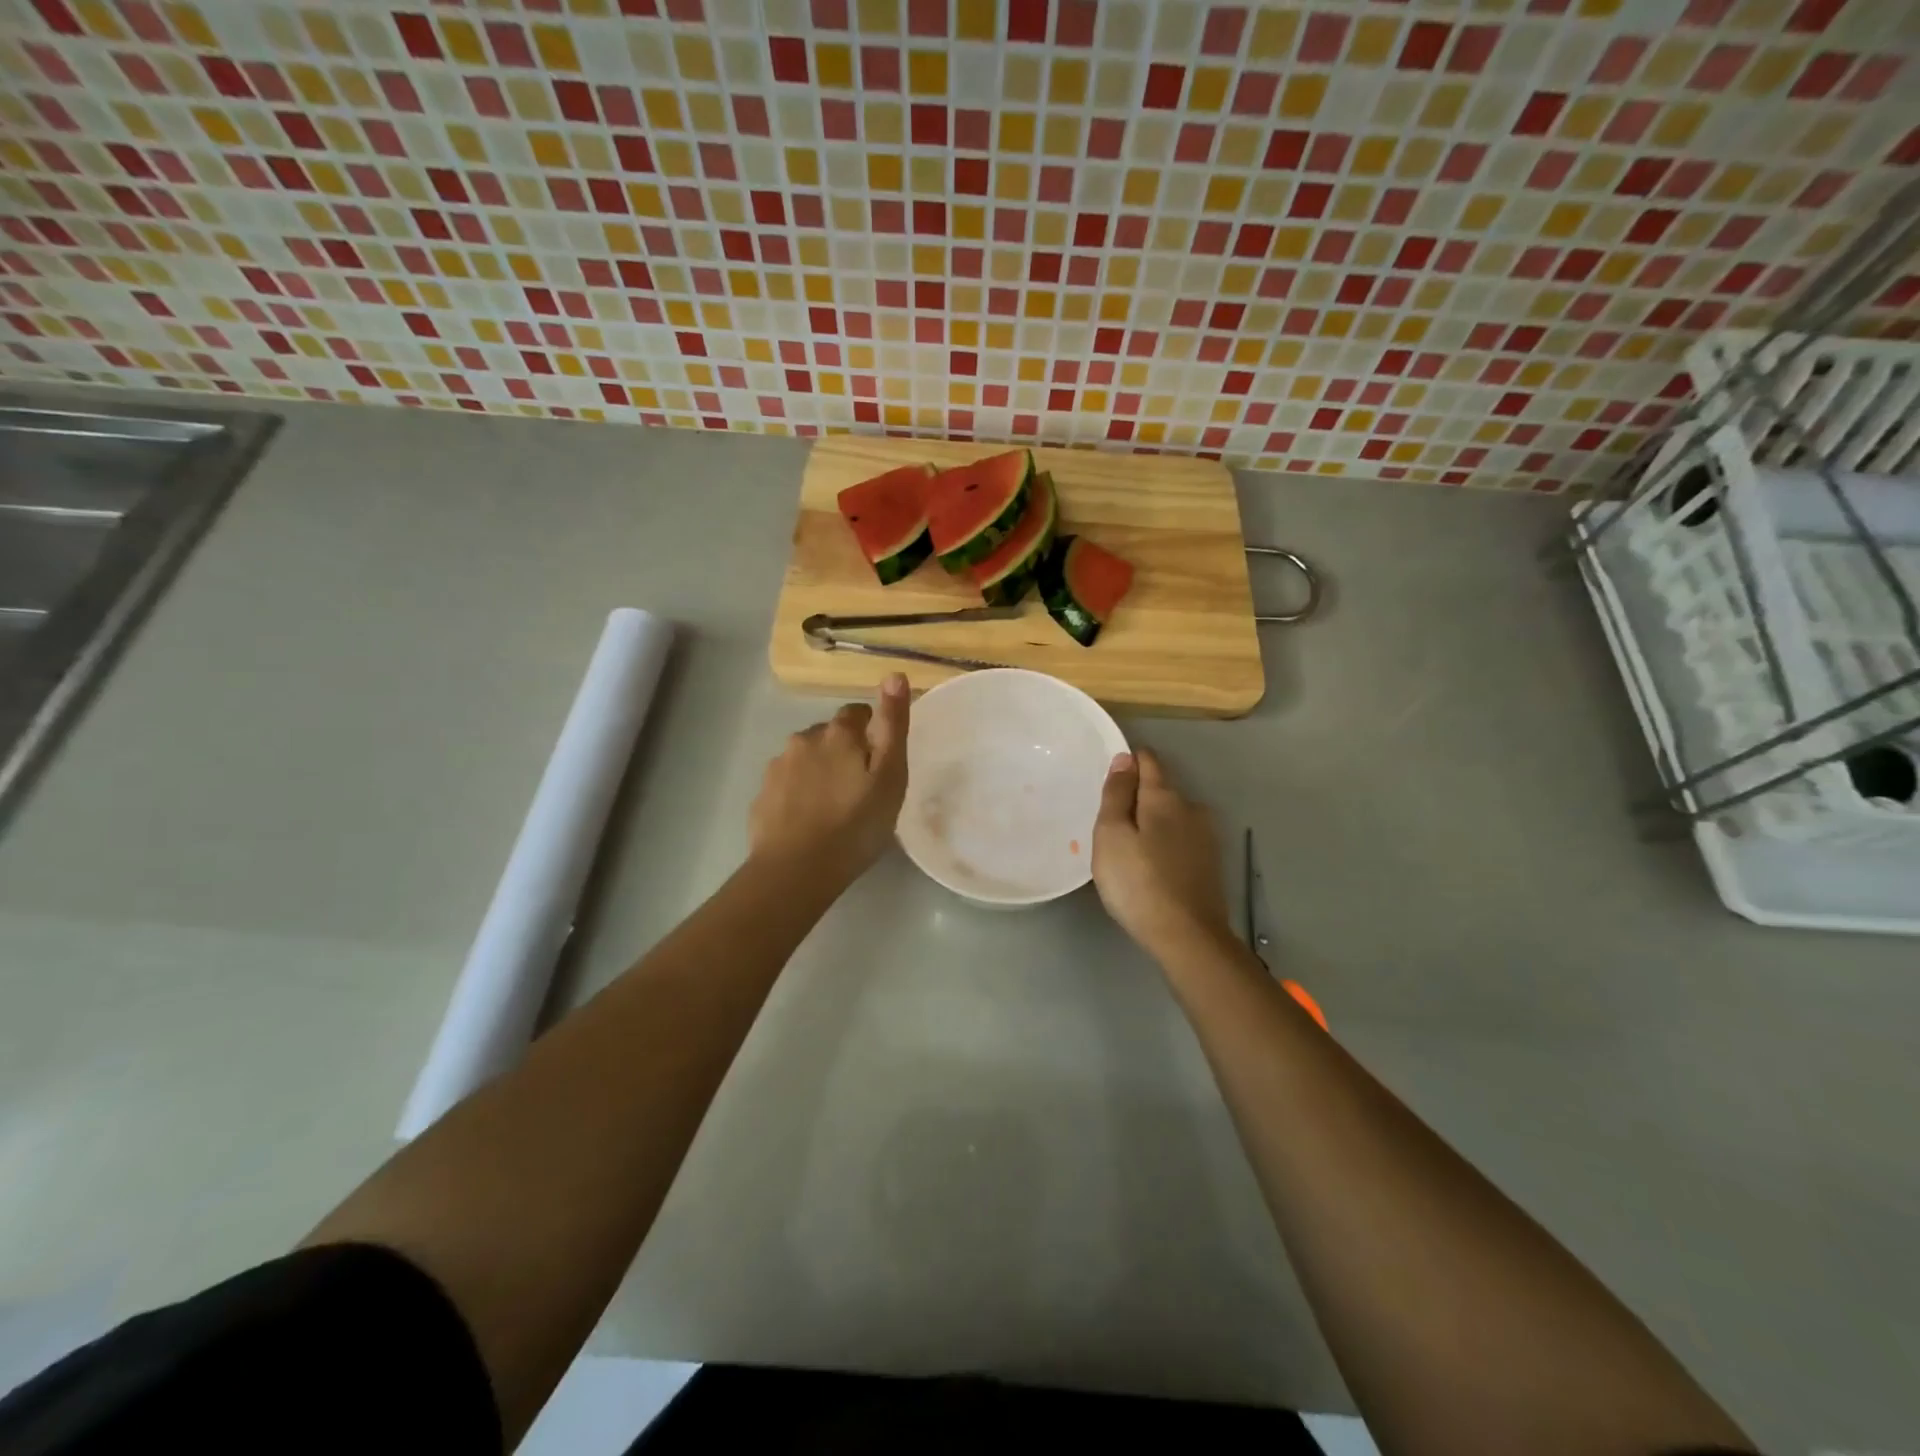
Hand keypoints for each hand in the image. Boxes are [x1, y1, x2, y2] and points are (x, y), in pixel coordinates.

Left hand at [749, 672, 910, 879]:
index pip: (856, 713)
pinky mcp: (762, 796)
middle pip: (829, 736)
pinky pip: (787, 785)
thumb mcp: (890, 775)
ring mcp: (777, 768)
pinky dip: (799, 794)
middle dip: (844, 752)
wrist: (796, 870)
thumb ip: (892, 725)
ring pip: (806, 760)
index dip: (871, 733)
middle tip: (860, 789)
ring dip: (820, 772)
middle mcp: (803, 740)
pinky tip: (809, 820)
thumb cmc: (855, 825)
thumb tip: (894, 674)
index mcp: (837, 733)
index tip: (880, 762)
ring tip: (834, 807)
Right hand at [1092, 749, 1233, 959]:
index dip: (1128, 762)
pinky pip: (1181, 840)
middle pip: (1160, 790)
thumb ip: (1116, 794)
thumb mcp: (1111, 835)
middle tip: (1110, 824)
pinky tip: (1151, 867)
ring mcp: (1205, 837)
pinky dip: (1165, 844)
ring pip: (1172, 817)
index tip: (1108, 778)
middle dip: (1137, 798)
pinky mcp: (1210, 863)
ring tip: (1129, 849)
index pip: (1148, 761)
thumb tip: (1124, 758)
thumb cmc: (1138, 883)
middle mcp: (1191, 808)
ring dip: (1152, 824)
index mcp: (1164, 797)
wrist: (1187, 937)